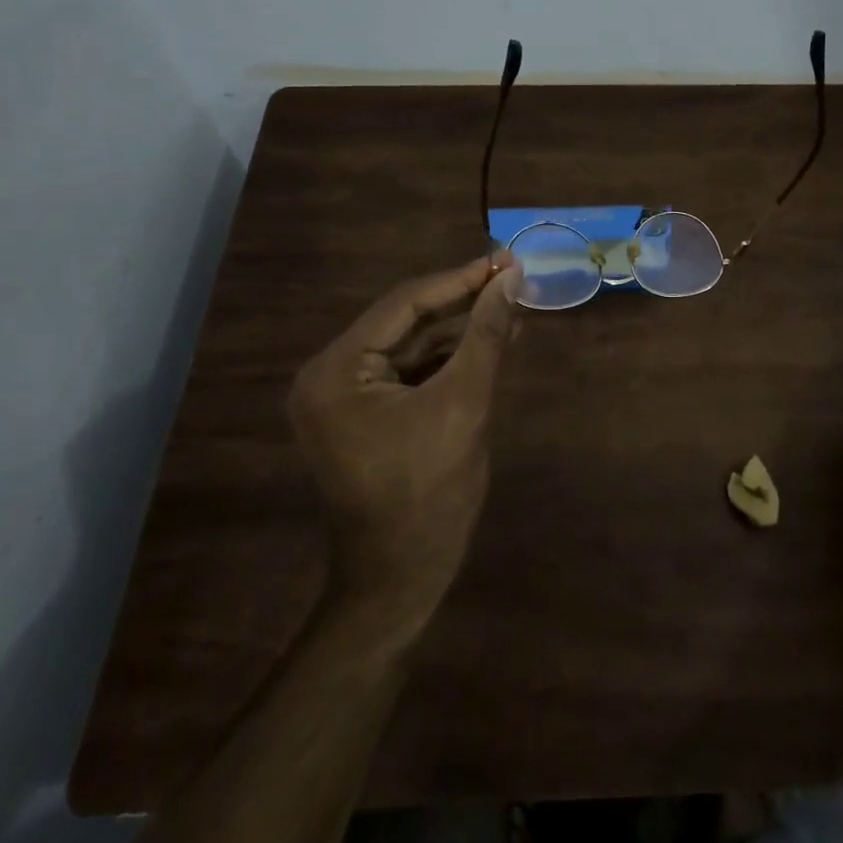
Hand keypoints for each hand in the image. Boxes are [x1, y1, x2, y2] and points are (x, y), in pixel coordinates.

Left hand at [288, 254, 522, 630]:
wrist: (400, 581)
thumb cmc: (429, 494)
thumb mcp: (463, 405)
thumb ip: (485, 336)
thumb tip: (510, 279)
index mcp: (337, 371)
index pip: (404, 305)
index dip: (459, 280)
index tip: (505, 261)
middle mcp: (330, 376)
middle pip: (405, 322)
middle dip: (461, 303)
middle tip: (511, 279)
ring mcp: (345, 399)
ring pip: (411, 346)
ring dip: (459, 330)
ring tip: (511, 308)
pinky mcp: (366, 417)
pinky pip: (410, 373)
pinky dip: (449, 359)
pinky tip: (489, 343)